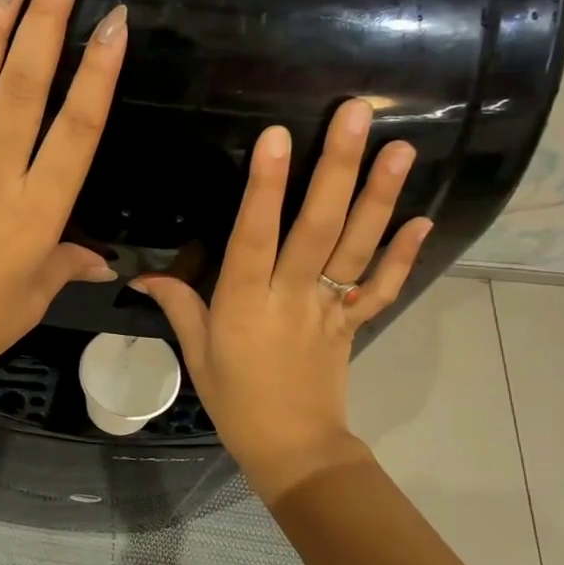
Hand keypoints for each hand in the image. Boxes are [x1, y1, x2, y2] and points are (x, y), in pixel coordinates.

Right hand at [133, 99, 430, 500]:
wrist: (292, 450)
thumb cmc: (235, 402)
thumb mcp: (196, 353)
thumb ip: (177, 306)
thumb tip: (140, 276)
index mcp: (244, 303)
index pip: (253, 236)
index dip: (265, 187)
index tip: (277, 137)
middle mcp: (291, 297)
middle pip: (317, 227)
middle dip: (337, 168)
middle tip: (357, 114)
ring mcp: (329, 309)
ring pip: (357, 248)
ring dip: (380, 197)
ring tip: (400, 149)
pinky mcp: (353, 323)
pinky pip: (380, 288)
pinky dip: (403, 255)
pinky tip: (422, 219)